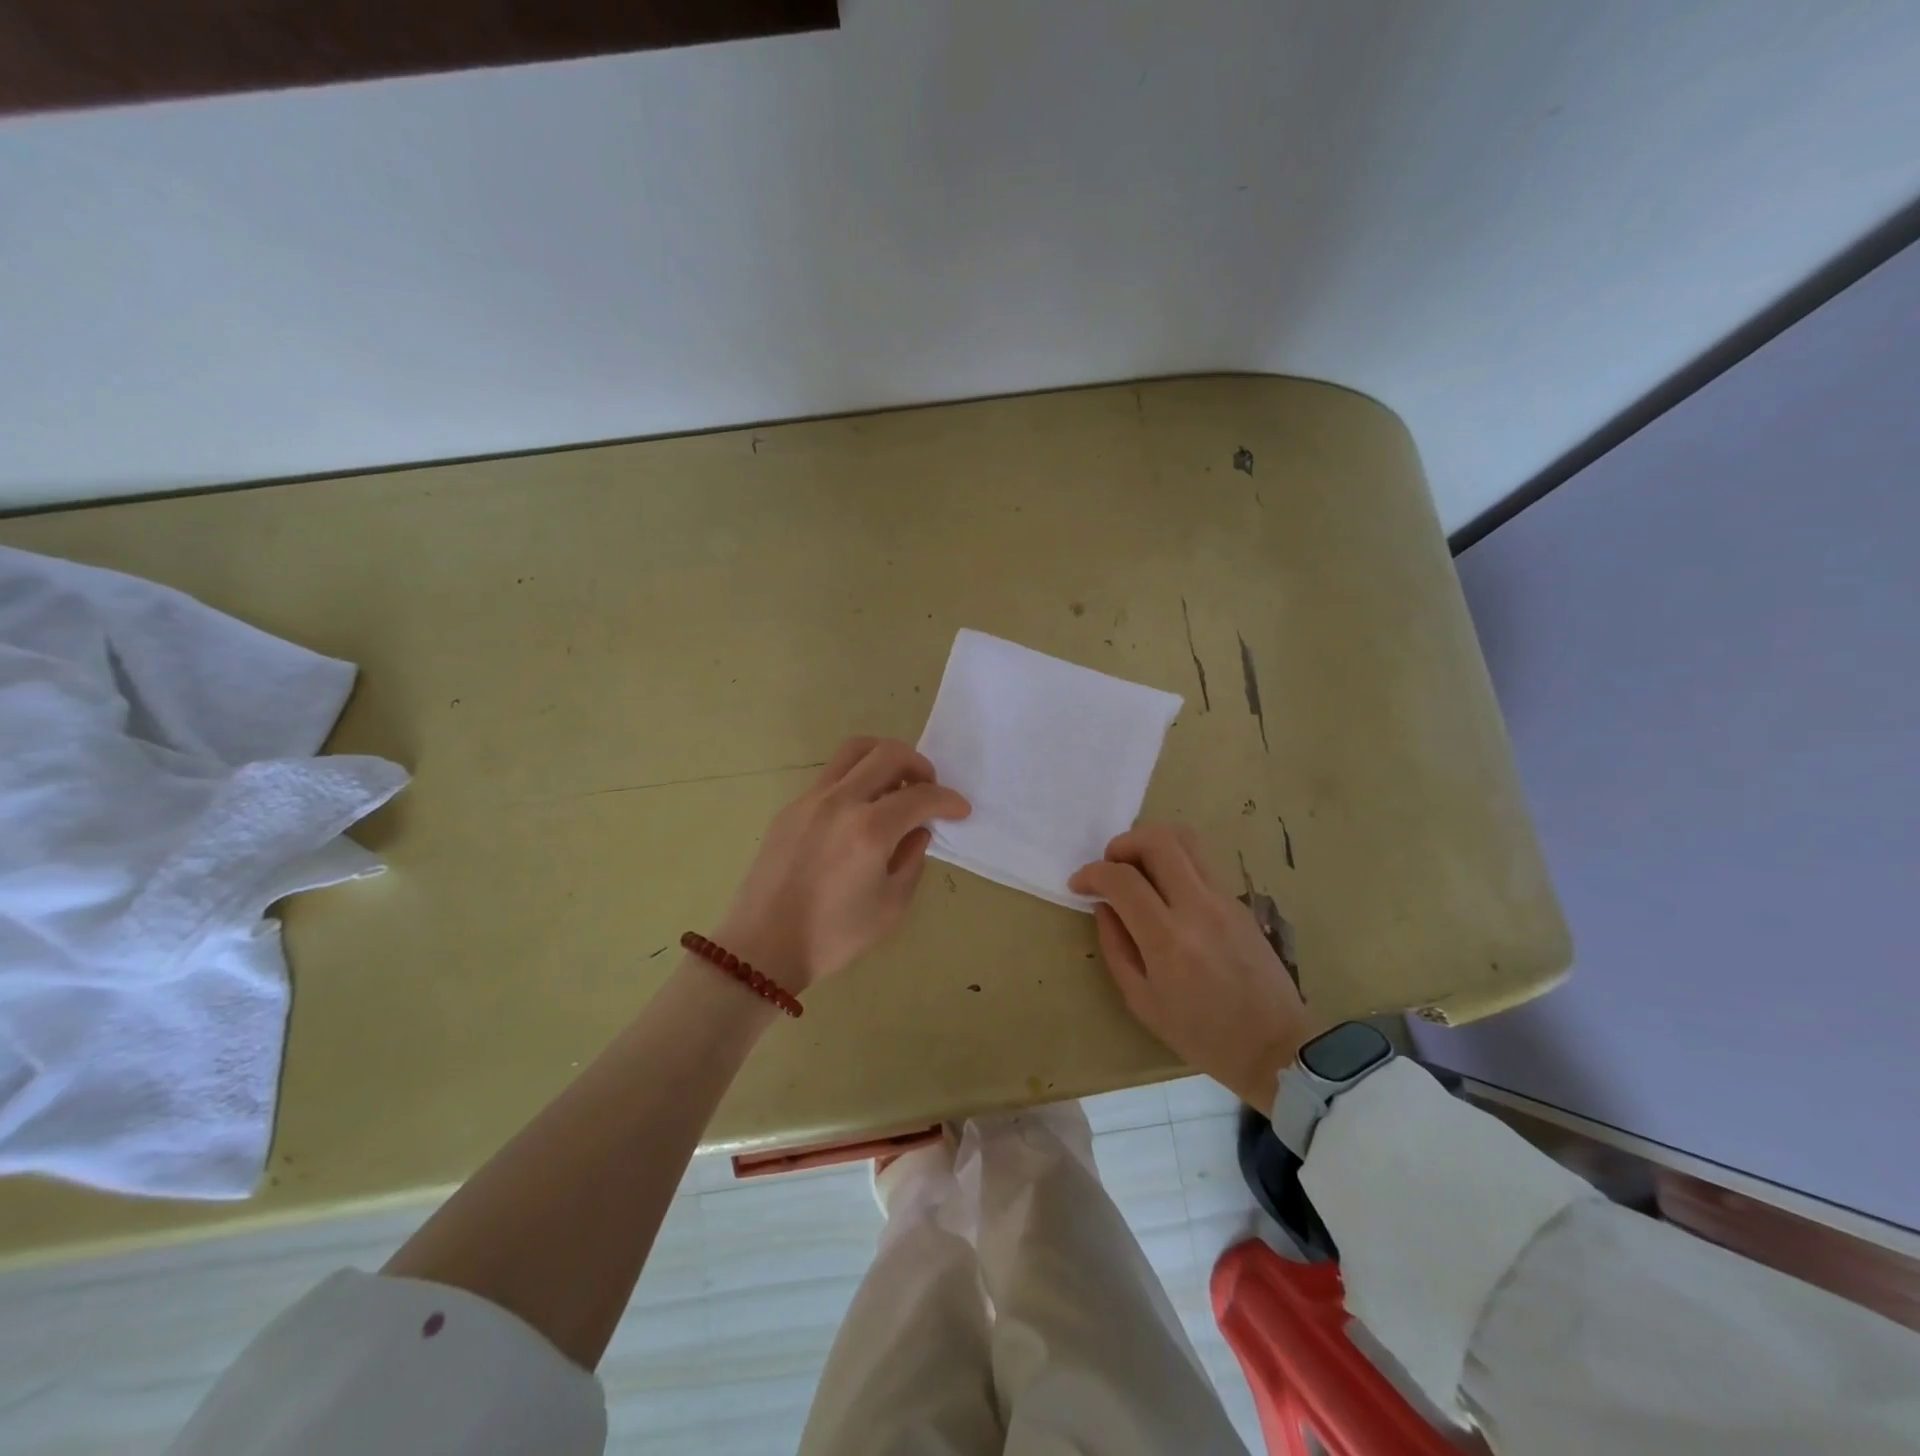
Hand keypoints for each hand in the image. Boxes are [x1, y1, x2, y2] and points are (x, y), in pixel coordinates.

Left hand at [717, 737, 969, 990]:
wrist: (763, 947)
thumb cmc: (833, 936)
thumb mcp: (890, 906)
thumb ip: (912, 860)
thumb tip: (917, 831)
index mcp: (869, 829)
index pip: (921, 796)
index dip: (948, 800)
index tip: (960, 810)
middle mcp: (840, 801)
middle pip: (888, 753)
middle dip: (919, 765)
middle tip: (929, 788)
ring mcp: (811, 799)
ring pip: (854, 751)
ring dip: (884, 759)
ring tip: (895, 787)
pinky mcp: (791, 808)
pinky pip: (832, 775)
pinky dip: (857, 779)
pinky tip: (861, 812)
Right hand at [1069, 824, 1313, 1110]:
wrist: (1276, 1047)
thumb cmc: (1202, 1035)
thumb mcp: (1142, 1001)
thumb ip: (1116, 947)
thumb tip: (1104, 907)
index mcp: (1168, 939)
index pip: (1122, 879)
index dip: (1092, 873)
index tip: (1079, 885)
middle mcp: (1198, 907)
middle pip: (1158, 840)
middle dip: (1122, 843)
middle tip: (1110, 867)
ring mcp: (1224, 899)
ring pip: (1185, 840)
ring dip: (1150, 844)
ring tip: (1137, 870)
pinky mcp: (1239, 902)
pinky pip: (1200, 864)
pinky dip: (1173, 864)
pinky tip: (1165, 895)